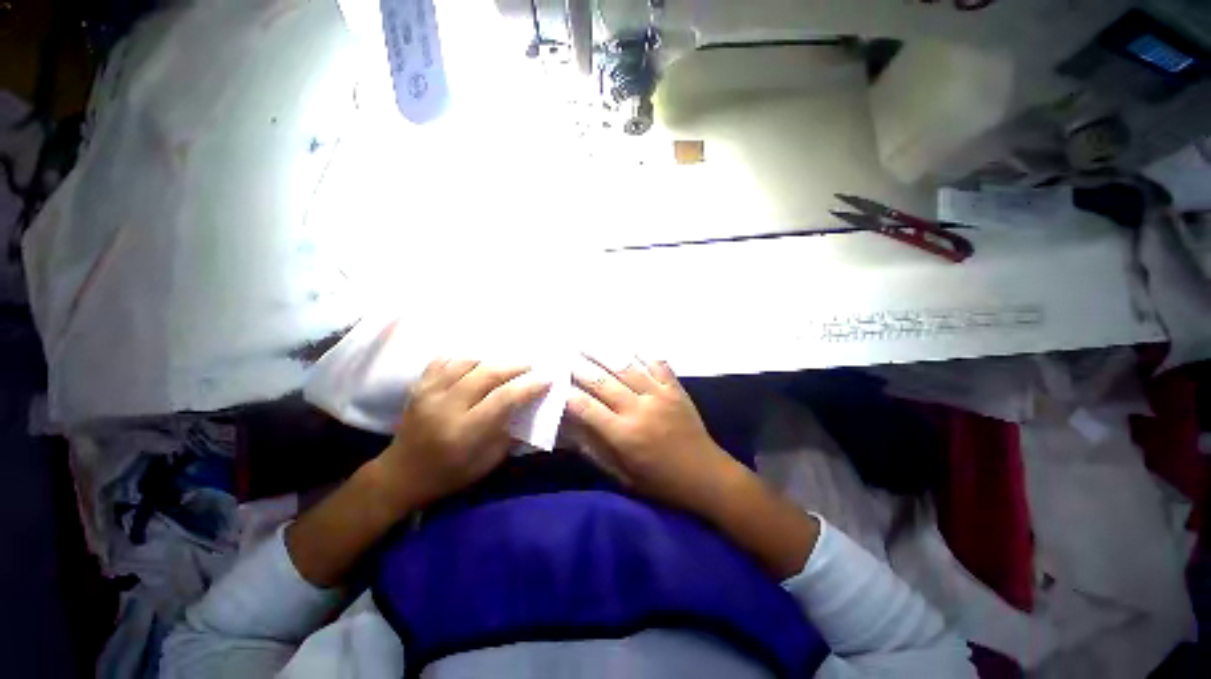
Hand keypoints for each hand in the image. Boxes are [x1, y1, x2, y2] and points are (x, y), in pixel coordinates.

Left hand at [379, 359, 550, 510]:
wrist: (400, 475)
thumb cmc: (449, 474)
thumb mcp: (487, 462)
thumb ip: (509, 432)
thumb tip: (527, 407)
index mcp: (466, 430)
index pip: (504, 398)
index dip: (528, 386)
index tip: (546, 379)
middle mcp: (447, 406)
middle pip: (487, 374)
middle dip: (514, 367)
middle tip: (530, 366)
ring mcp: (429, 393)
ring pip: (466, 362)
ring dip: (491, 360)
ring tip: (505, 364)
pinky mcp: (418, 387)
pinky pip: (443, 361)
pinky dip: (462, 358)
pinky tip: (474, 362)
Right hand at [567, 355, 740, 516]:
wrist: (707, 476)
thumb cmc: (662, 483)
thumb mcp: (624, 477)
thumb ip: (597, 453)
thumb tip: (573, 432)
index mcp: (623, 435)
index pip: (587, 408)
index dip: (568, 394)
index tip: (555, 382)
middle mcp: (638, 409)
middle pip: (603, 382)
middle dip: (581, 367)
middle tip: (565, 354)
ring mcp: (659, 395)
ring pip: (627, 368)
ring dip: (605, 353)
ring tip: (588, 341)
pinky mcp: (675, 389)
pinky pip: (658, 365)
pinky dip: (643, 353)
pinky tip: (630, 344)